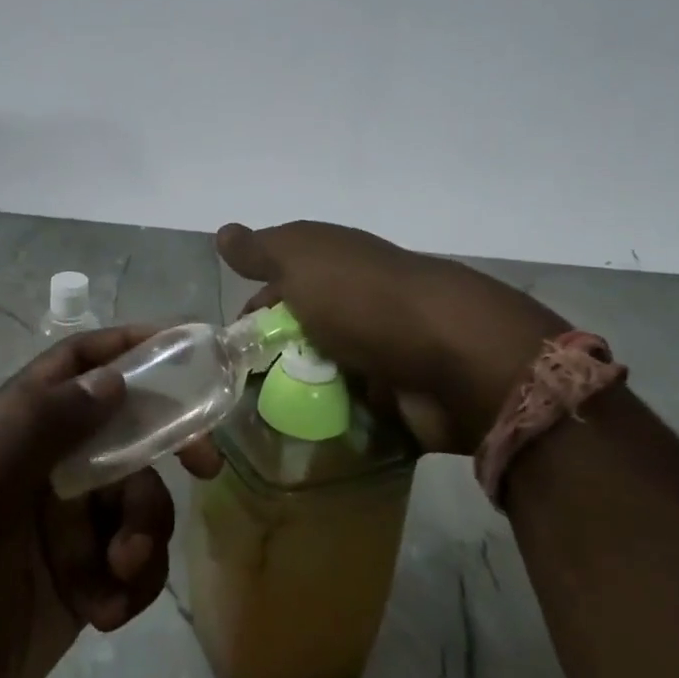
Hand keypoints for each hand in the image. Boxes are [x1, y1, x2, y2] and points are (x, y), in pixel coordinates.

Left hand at [0, 326, 173, 677]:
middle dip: (166, 446)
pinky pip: (134, 559)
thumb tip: (114, 378)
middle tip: (206, 465)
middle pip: (127, 430)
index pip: (78, 364)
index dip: (128, 346)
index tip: (183, 347)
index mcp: (19, 428)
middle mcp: (49, 464)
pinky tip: (105, 613)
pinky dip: (134, 582)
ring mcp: (68, 522)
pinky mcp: (83, 576)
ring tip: (121, 571)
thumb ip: (47, 422)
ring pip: (139, 499)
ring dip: (144, 532)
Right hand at [214, 221, 569, 455]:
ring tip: (264, 431)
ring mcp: (380, 352)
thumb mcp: (301, 260)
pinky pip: (352, 415)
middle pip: (300, 335)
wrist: (454, 357)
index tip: (229, 349)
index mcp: (334, 265)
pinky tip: (303, 445)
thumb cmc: (363, 299)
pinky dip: (331, 427)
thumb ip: (261, 250)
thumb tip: (223, 232)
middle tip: (239, 398)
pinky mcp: (398, 398)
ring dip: (298, 399)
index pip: (279, 286)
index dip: (252, 313)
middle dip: (271, 363)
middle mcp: (356, 304)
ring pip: (323, 378)